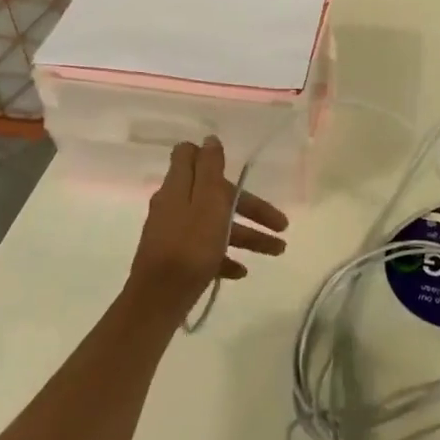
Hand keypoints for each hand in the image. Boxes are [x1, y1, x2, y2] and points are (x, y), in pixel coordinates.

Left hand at [127, 138, 288, 320]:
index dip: (210, 157)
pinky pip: (206, 250)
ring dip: (247, 235)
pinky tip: (241, 271)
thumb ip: (210, 168)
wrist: (158, 300)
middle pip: (216, 196)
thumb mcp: (207, 201)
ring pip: (216, 225)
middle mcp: (173, 205)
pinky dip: (226, 256)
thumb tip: (209, 138)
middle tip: (281, 224)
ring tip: (277, 251)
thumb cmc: (190, 247)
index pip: (187, 155)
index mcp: (178, 186)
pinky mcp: (175, 259)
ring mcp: (173, 233)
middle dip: (250, 207)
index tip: (236, 167)